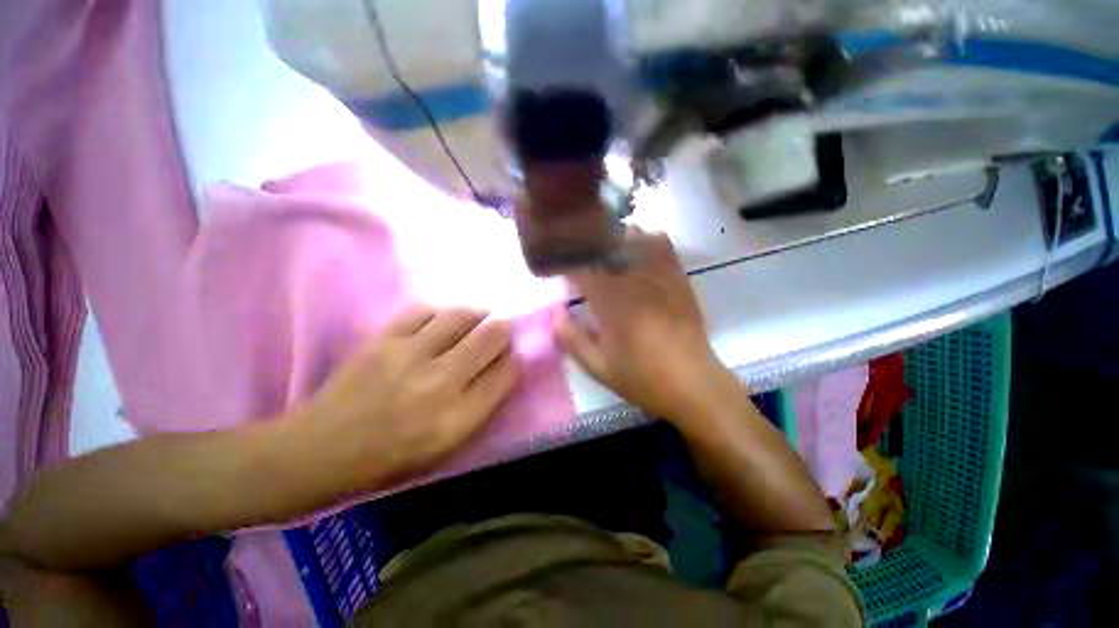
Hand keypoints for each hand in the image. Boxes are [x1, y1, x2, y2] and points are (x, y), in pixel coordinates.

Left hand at [292, 306, 517, 491]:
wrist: (318, 453)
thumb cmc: (389, 461)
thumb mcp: (446, 449)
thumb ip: (481, 407)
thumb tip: (504, 368)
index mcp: (457, 419)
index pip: (507, 374)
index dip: (516, 361)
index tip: (513, 358)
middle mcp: (440, 383)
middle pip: (492, 337)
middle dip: (504, 331)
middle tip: (501, 332)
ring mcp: (409, 356)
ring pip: (462, 316)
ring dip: (478, 316)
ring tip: (478, 319)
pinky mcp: (382, 340)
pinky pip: (425, 311)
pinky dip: (441, 313)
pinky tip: (442, 321)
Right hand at [556, 231, 736, 422]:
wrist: (693, 383)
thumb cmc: (641, 378)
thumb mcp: (597, 366)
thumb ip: (571, 337)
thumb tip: (555, 310)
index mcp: (611, 304)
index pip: (580, 267)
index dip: (565, 262)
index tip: (557, 267)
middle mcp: (633, 281)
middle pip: (604, 245)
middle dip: (584, 247)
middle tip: (576, 257)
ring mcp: (659, 276)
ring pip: (631, 237)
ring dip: (612, 241)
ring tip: (604, 253)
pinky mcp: (677, 277)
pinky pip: (660, 244)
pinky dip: (644, 240)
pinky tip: (637, 252)